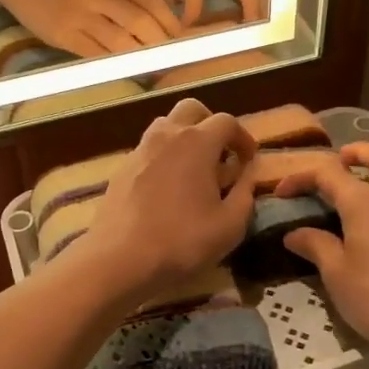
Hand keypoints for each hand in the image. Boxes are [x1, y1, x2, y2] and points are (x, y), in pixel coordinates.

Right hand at [0, 0, 182, 56]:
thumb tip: (154, 22)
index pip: (151, 0)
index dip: (170, 22)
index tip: (181, 39)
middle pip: (141, 22)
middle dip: (160, 43)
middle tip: (170, 58)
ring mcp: (80, 15)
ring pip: (121, 41)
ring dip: (140, 58)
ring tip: (152, 68)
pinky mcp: (64, 35)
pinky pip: (96, 54)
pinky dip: (114, 64)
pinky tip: (124, 69)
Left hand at [76, 100, 259, 305]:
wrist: (120, 258)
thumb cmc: (182, 240)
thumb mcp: (230, 225)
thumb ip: (245, 194)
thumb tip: (247, 175)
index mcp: (197, 142)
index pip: (227, 122)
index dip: (242, 137)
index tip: (248, 159)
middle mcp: (166, 135)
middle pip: (191, 110)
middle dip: (210, 124)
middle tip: (220, 154)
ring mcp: (139, 150)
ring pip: (165, 127)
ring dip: (183, 138)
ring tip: (193, 170)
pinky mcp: (121, 169)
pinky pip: (148, 150)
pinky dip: (163, 158)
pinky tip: (167, 189)